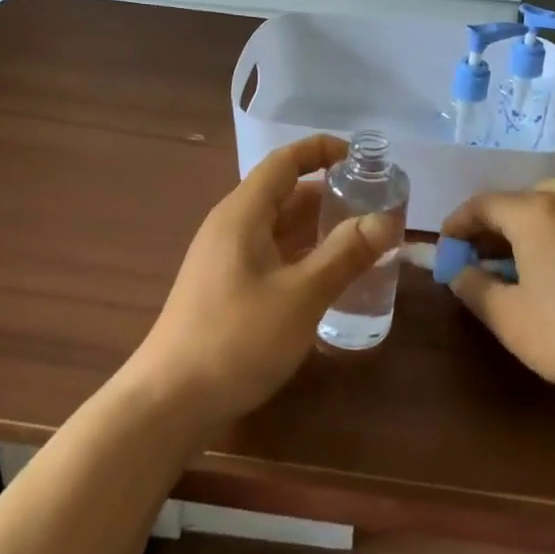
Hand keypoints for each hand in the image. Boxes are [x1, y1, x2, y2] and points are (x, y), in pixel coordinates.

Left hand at [125, 135, 400, 431]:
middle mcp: (232, 226)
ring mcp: (226, 258)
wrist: (168, 402)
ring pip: (279, 228)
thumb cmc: (235, 339)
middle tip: (374, 206)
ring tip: (362, 239)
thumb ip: (344, 255)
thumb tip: (386, 219)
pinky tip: (329, 277)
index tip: (361, 158)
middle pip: (284, 194)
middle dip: (329, 194)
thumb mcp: (300, 296)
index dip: (321, 150)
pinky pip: (272, 255)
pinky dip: (302, 255)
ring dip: (317, 228)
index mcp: (242, 213)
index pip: (284, 162)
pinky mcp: (226, 287)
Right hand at [440, 179, 554, 406]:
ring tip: (516, 256)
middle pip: (518, 198)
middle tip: (478, 254)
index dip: (458, 224)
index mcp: (534, 212)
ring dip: (526, 222)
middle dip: (492, 223)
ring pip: (551, 202)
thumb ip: (474, 287)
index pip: (483, 204)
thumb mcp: (509, 318)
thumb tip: (457, 270)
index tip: (444, 248)